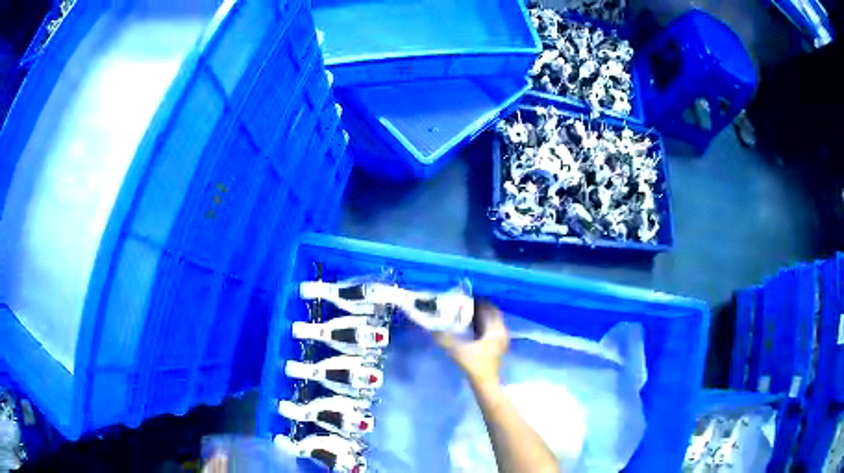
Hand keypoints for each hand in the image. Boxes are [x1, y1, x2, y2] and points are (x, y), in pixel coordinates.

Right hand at [434, 300, 508, 386]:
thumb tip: (430, 328)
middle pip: (492, 314)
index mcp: (496, 329)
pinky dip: (481, 326)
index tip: (465, 297)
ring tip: (464, 314)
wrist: (485, 384)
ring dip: (480, 317)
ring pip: (491, 322)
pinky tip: (469, 328)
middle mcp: (501, 332)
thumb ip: (444, 338)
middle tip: (463, 304)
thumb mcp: (457, 350)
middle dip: (479, 308)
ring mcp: (500, 340)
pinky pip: (490, 330)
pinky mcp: (496, 347)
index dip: (479, 301)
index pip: (490, 308)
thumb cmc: (475, 365)